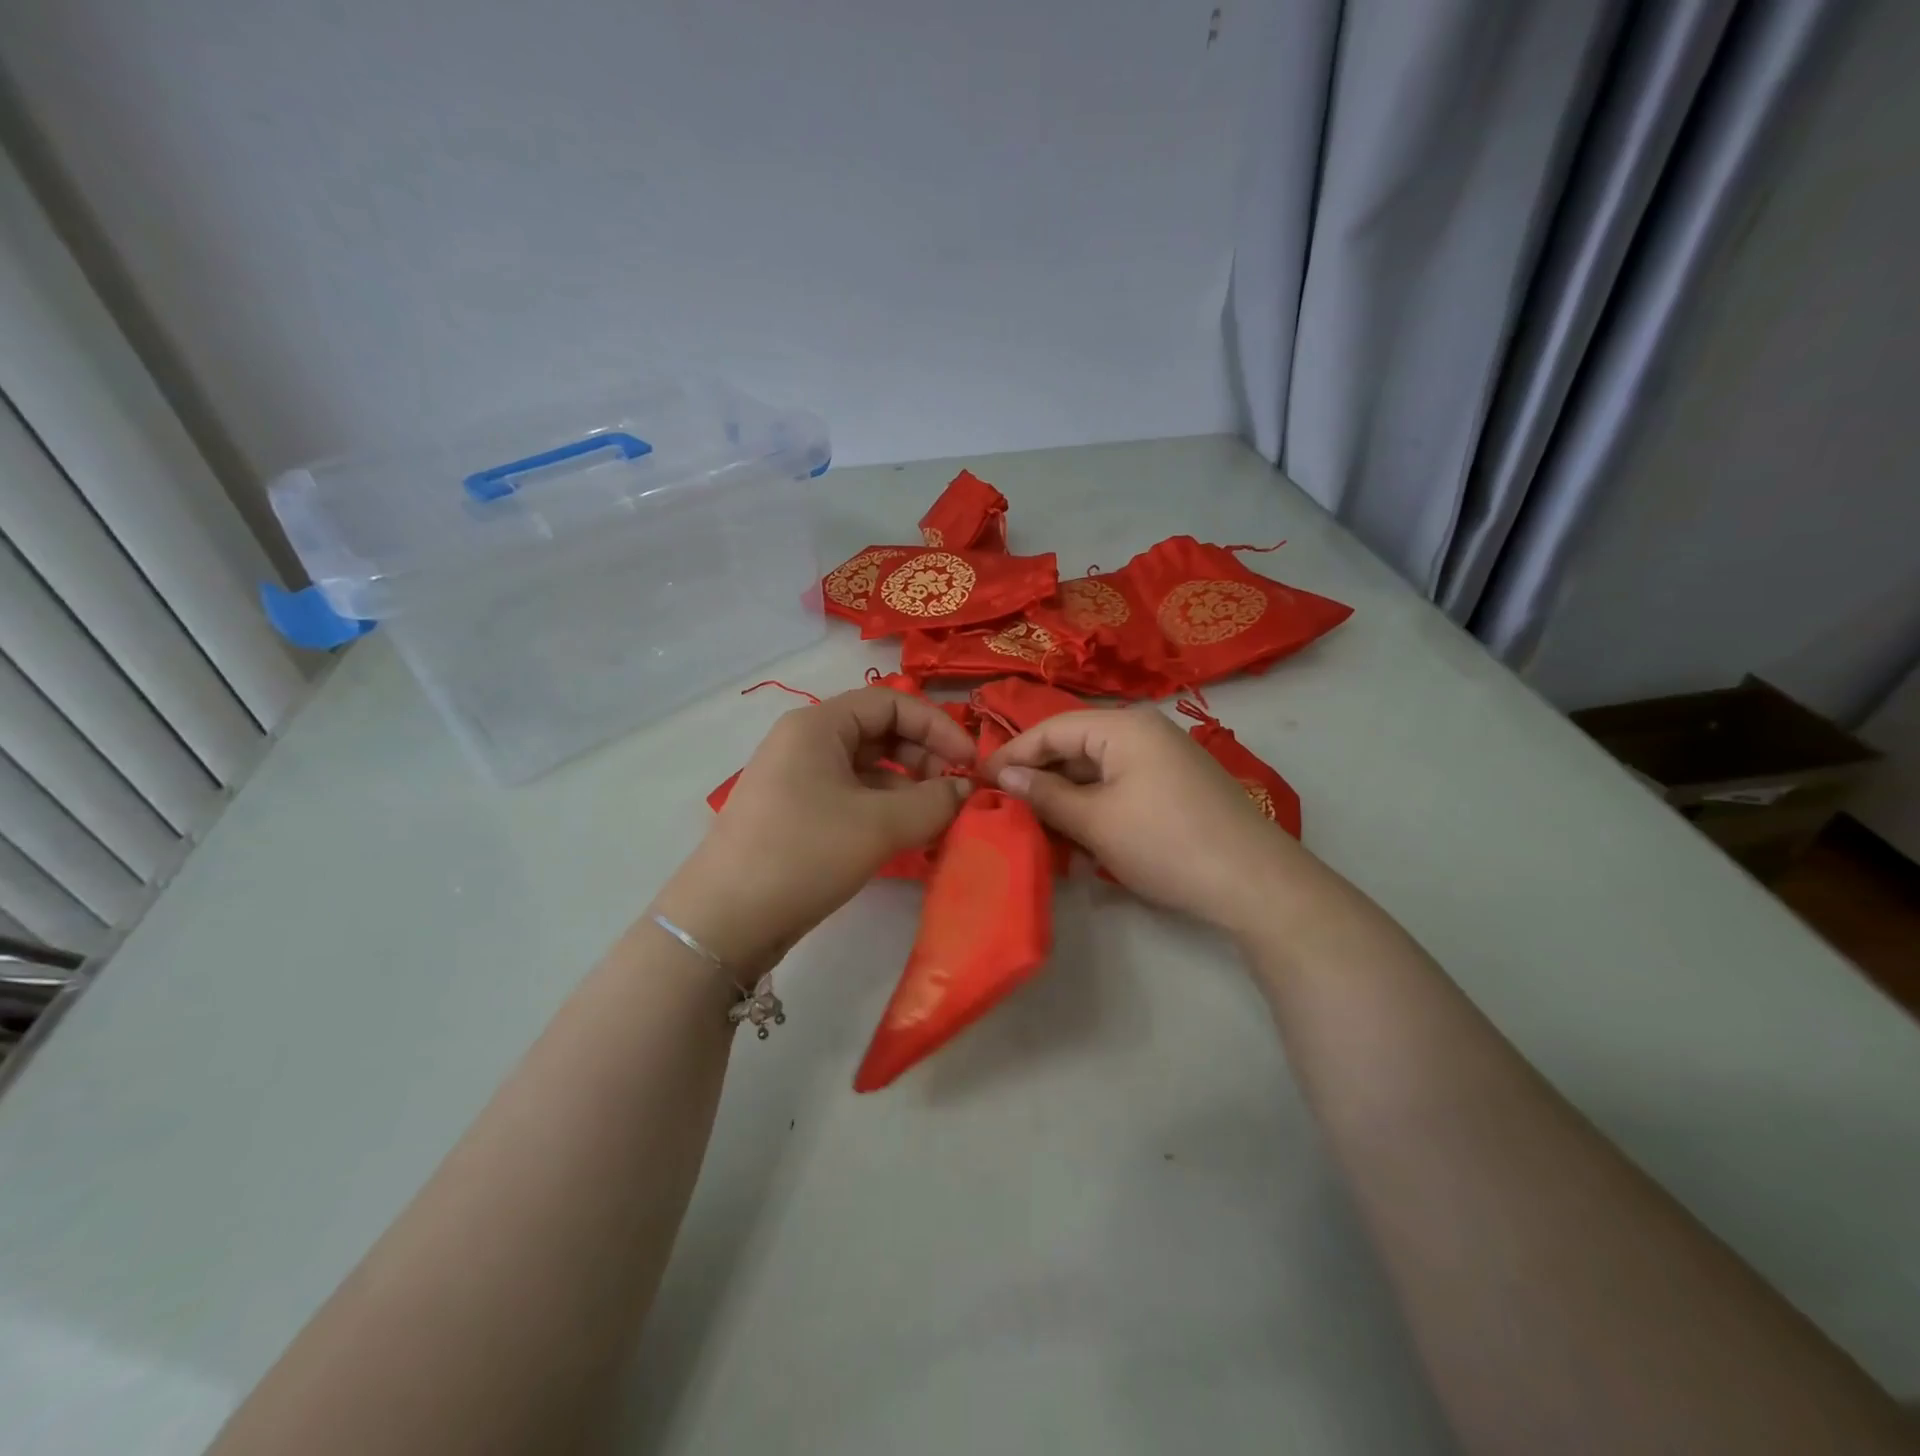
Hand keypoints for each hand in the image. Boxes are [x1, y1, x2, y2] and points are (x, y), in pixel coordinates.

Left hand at [652, 688, 975, 970]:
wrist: (724, 921)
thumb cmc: (803, 854)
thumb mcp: (879, 825)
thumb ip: (934, 802)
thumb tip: (967, 790)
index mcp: (818, 725)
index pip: (891, 703)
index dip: (937, 726)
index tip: (970, 762)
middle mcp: (806, 743)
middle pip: (880, 733)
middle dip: (924, 759)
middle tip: (955, 795)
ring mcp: (799, 780)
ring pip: (868, 770)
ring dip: (908, 790)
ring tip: (938, 822)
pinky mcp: (798, 815)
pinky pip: (852, 798)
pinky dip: (885, 811)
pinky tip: (909, 838)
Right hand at [984, 706, 1313, 933]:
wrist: (1255, 883)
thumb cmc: (1166, 843)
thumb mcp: (1095, 821)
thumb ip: (1045, 795)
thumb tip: (1003, 778)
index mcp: (1124, 726)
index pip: (1052, 729)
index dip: (1013, 754)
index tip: (978, 781)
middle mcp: (1144, 732)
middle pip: (1075, 746)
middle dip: (1039, 778)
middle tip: (1002, 808)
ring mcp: (1163, 760)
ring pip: (1096, 770)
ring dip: (1065, 796)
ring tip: (1033, 825)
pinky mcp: (1174, 788)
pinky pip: (1119, 786)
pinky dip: (1094, 806)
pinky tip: (1076, 835)